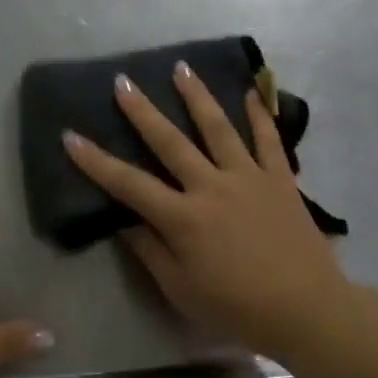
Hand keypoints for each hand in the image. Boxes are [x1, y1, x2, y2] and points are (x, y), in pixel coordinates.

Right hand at [62, 62, 349, 355]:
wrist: (306, 310)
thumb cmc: (237, 307)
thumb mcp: (181, 289)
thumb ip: (150, 251)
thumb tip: (122, 221)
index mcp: (183, 218)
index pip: (129, 184)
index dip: (96, 162)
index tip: (71, 136)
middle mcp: (212, 187)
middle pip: (170, 142)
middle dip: (142, 111)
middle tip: (123, 81)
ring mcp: (249, 178)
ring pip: (218, 128)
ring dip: (197, 96)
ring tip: (181, 67)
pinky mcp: (280, 179)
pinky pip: (268, 140)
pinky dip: (260, 114)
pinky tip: (251, 92)